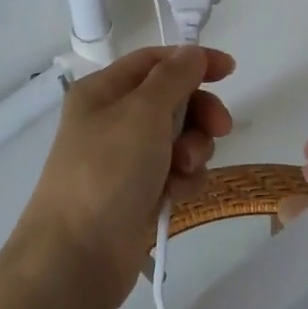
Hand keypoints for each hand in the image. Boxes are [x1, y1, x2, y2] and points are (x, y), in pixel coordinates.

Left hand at [13, 45, 234, 308]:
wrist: (77, 256)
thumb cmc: (107, 172)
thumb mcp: (142, 112)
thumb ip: (174, 77)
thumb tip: (192, 52)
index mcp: (103, 91)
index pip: (155, 61)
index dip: (193, 61)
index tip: (230, 71)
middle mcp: (113, 120)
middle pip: (173, 100)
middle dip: (199, 114)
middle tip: (219, 129)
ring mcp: (126, 159)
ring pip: (180, 139)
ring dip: (193, 151)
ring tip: (184, 170)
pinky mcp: (139, 193)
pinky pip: (176, 174)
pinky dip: (183, 181)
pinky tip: (176, 196)